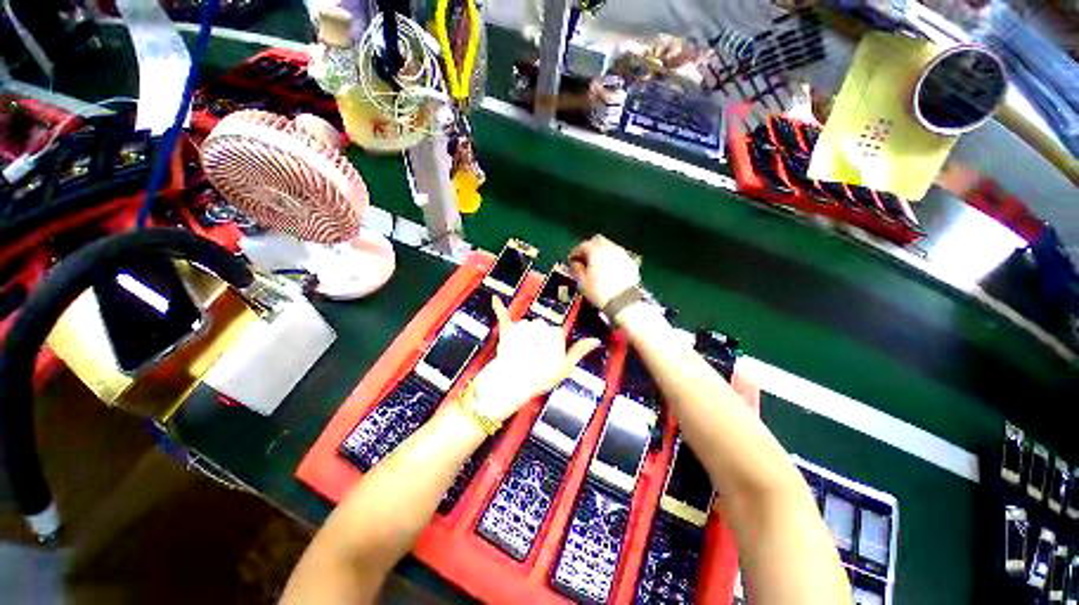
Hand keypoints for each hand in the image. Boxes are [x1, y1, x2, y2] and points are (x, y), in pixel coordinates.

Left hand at [472, 297, 599, 421]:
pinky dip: (499, 307)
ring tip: (520, 353)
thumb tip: (596, 340)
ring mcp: (523, 326)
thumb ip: (579, 351)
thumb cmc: (542, 376)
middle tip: (532, 358)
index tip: (546, 359)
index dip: (551, 347)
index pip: (556, 333)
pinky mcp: (507, 329)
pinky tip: (495, 299)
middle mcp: (541, 324)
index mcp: (556, 333)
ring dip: (524, 335)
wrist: (513, 382)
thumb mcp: (566, 367)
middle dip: (537, 339)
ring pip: (526, 324)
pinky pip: (504, 315)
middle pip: (541, 326)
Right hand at [568, 235, 640, 308]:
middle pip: (597, 241)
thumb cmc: (599, 292)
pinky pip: (618, 255)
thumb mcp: (582, 282)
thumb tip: (575, 263)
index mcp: (596, 250)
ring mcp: (622, 253)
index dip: (575, 253)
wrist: (624, 302)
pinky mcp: (631, 262)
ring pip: (609, 246)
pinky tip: (609, 270)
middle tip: (584, 260)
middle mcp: (610, 247)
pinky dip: (611, 259)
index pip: (582, 245)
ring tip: (596, 265)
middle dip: (589, 248)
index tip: (572, 261)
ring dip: (601, 253)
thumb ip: (576, 268)